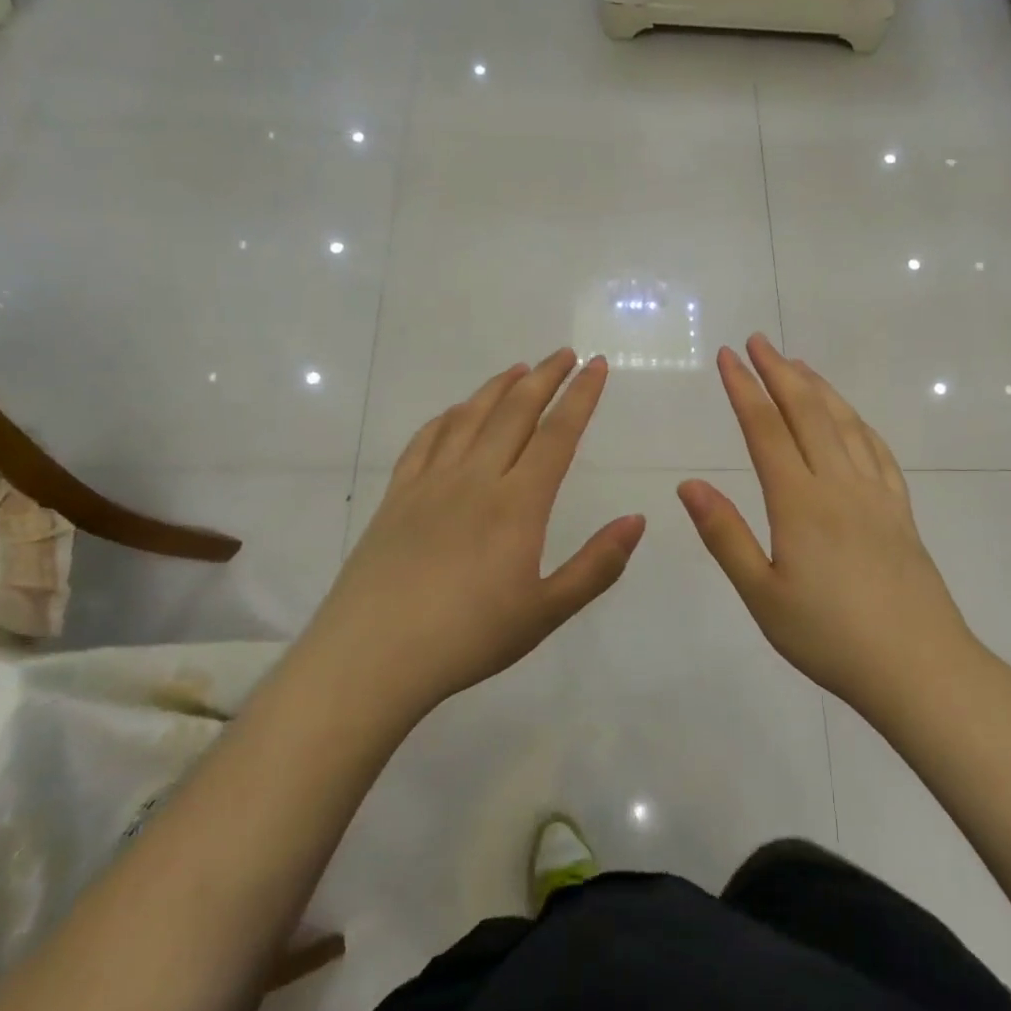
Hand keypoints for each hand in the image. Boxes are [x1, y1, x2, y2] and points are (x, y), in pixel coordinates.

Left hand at [302, 349, 644, 718]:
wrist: (373, 655)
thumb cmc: (469, 637)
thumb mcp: (546, 611)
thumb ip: (597, 565)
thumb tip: (638, 519)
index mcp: (518, 503)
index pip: (557, 434)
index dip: (581, 396)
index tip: (596, 366)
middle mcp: (476, 478)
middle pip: (515, 412)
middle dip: (544, 377)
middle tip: (563, 354)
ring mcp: (431, 483)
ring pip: (470, 417)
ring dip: (498, 388)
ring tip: (518, 369)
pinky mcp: (396, 496)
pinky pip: (425, 441)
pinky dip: (447, 417)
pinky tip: (456, 413)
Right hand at [678, 334, 977, 717]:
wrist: (918, 667)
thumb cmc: (829, 637)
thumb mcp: (762, 595)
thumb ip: (724, 535)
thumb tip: (688, 484)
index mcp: (800, 503)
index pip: (765, 430)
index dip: (744, 389)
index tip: (727, 357)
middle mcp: (839, 485)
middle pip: (808, 413)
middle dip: (779, 372)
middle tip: (758, 341)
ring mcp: (876, 495)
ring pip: (845, 424)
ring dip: (819, 389)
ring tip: (798, 365)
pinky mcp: (901, 512)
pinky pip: (878, 452)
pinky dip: (859, 423)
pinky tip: (852, 418)